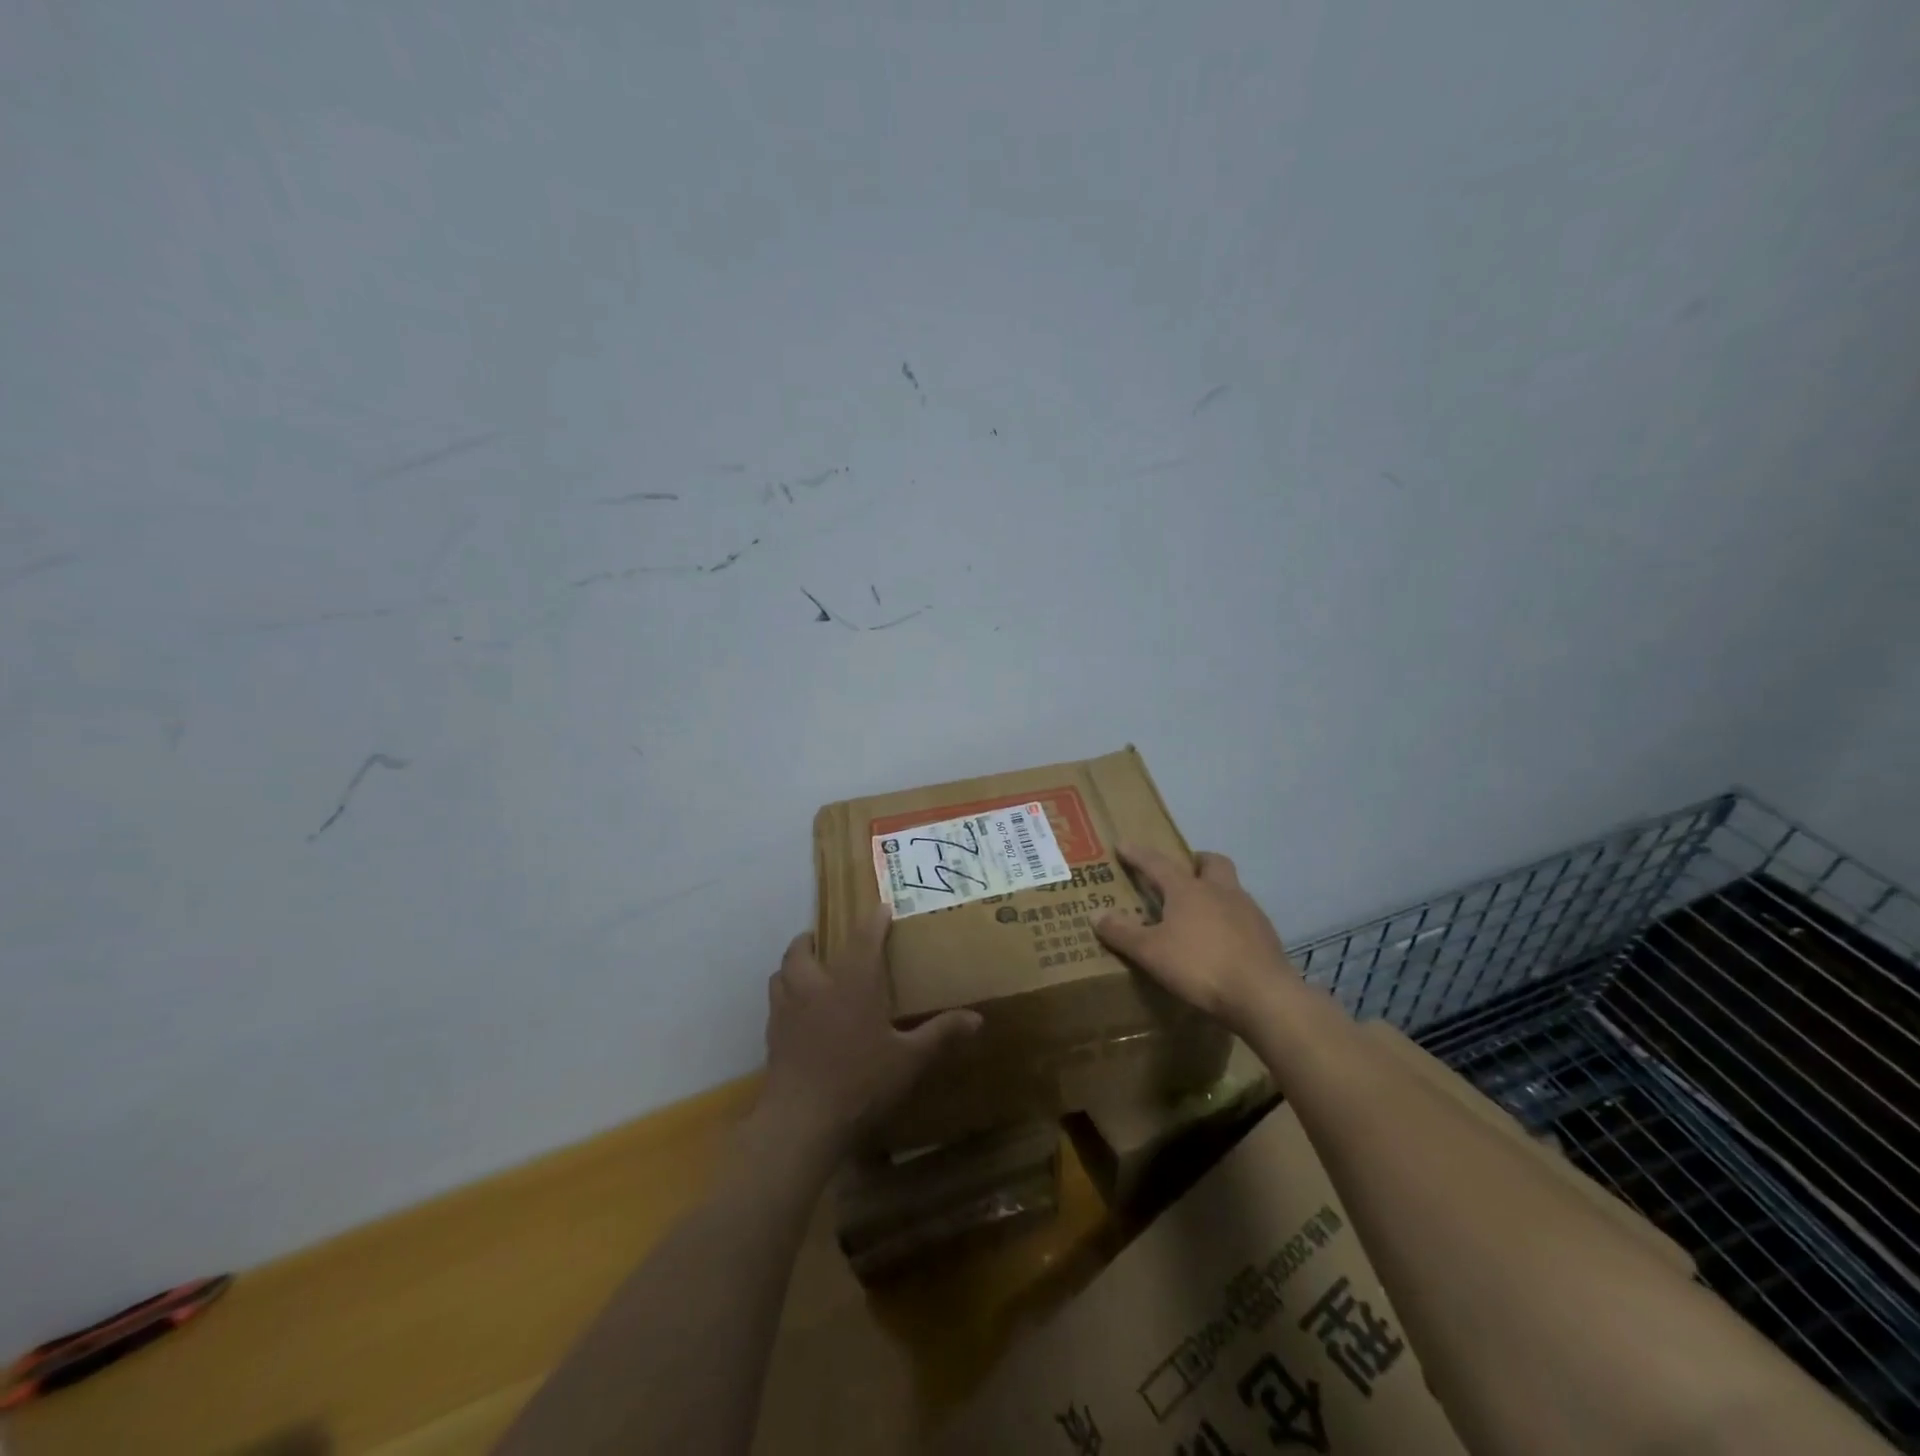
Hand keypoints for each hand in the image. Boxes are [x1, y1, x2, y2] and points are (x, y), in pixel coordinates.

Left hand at [757, 904, 980, 1158]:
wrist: (802, 1121)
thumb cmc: (861, 1082)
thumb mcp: (909, 1059)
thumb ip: (940, 1034)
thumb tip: (978, 1019)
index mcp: (853, 983)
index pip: (864, 939)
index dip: (873, 920)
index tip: (881, 909)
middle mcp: (816, 987)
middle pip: (803, 949)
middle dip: (811, 940)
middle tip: (824, 942)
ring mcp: (788, 1010)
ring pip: (781, 973)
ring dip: (793, 965)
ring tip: (806, 971)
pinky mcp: (772, 1036)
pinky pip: (775, 1003)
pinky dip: (784, 997)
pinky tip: (797, 1014)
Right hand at [1093, 845, 1299, 1030]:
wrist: (1263, 995)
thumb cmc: (1200, 965)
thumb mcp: (1151, 952)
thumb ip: (1123, 933)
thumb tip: (1096, 914)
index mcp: (1188, 889)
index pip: (1157, 863)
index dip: (1138, 854)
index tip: (1123, 845)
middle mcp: (1220, 891)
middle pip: (1211, 862)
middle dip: (1195, 862)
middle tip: (1182, 873)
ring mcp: (1248, 911)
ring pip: (1231, 888)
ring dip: (1215, 892)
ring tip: (1200, 913)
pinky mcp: (1266, 935)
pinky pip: (1244, 916)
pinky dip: (1230, 921)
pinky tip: (1222, 942)